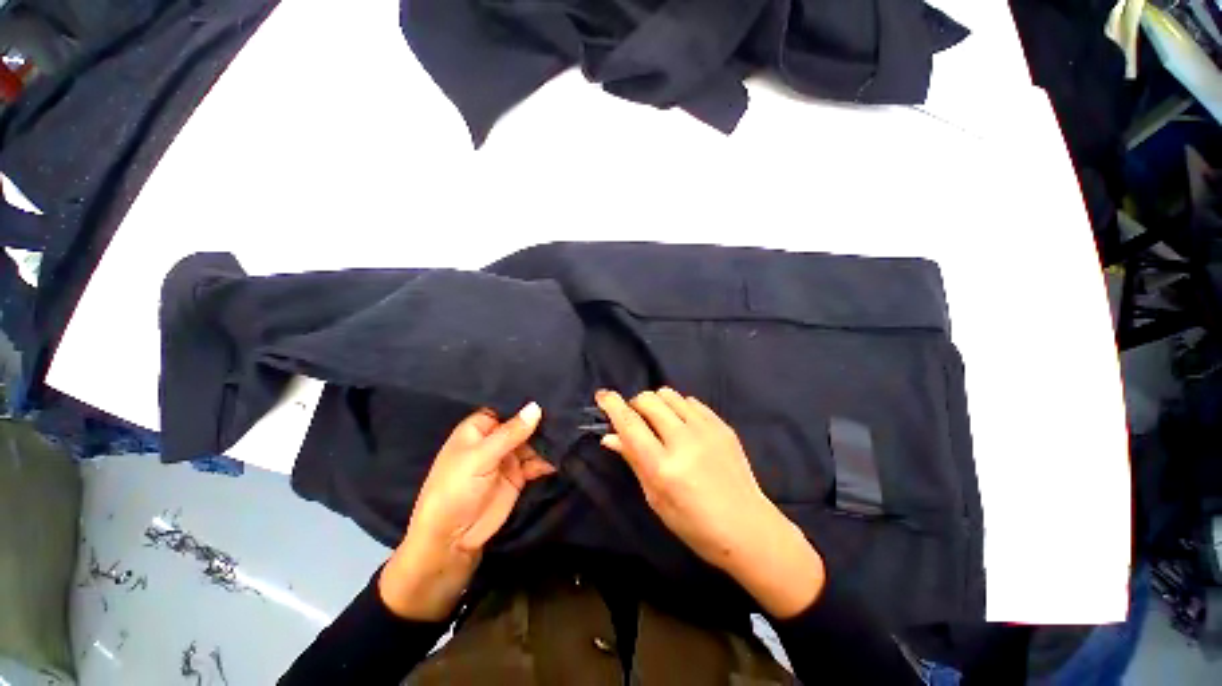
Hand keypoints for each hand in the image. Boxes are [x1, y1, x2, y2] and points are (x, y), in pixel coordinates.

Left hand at [378, 403, 554, 619]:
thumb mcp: (480, 457)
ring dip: (548, 440)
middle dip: (543, 420)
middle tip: (569, 411)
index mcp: (479, 428)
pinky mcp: (519, 476)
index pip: (507, 407)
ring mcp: (508, 458)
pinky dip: (549, 460)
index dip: (526, 401)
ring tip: (570, 432)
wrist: (451, 540)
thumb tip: (536, 407)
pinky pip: (537, 462)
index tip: (552, 391)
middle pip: (523, 424)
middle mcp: (496, 439)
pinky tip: (562, 456)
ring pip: (533, 442)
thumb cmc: (456, 489)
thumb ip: (510, 433)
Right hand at [595, 388, 825, 617]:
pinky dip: (679, 408)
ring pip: (669, 394)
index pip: (629, 423)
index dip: (612, 404)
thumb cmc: (694, 523)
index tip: (602, 395)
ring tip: (660, 422)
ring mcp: (706, 430)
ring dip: (657, 403)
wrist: (747, 527)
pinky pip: (691, 401)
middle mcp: (683, 441)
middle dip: (635, 405)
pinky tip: (683, 426)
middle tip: (636, 420)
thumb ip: (633, 460)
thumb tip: (609, 436)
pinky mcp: (721, 425)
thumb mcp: (655, 498)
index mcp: (663, 466)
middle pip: (648, 400)